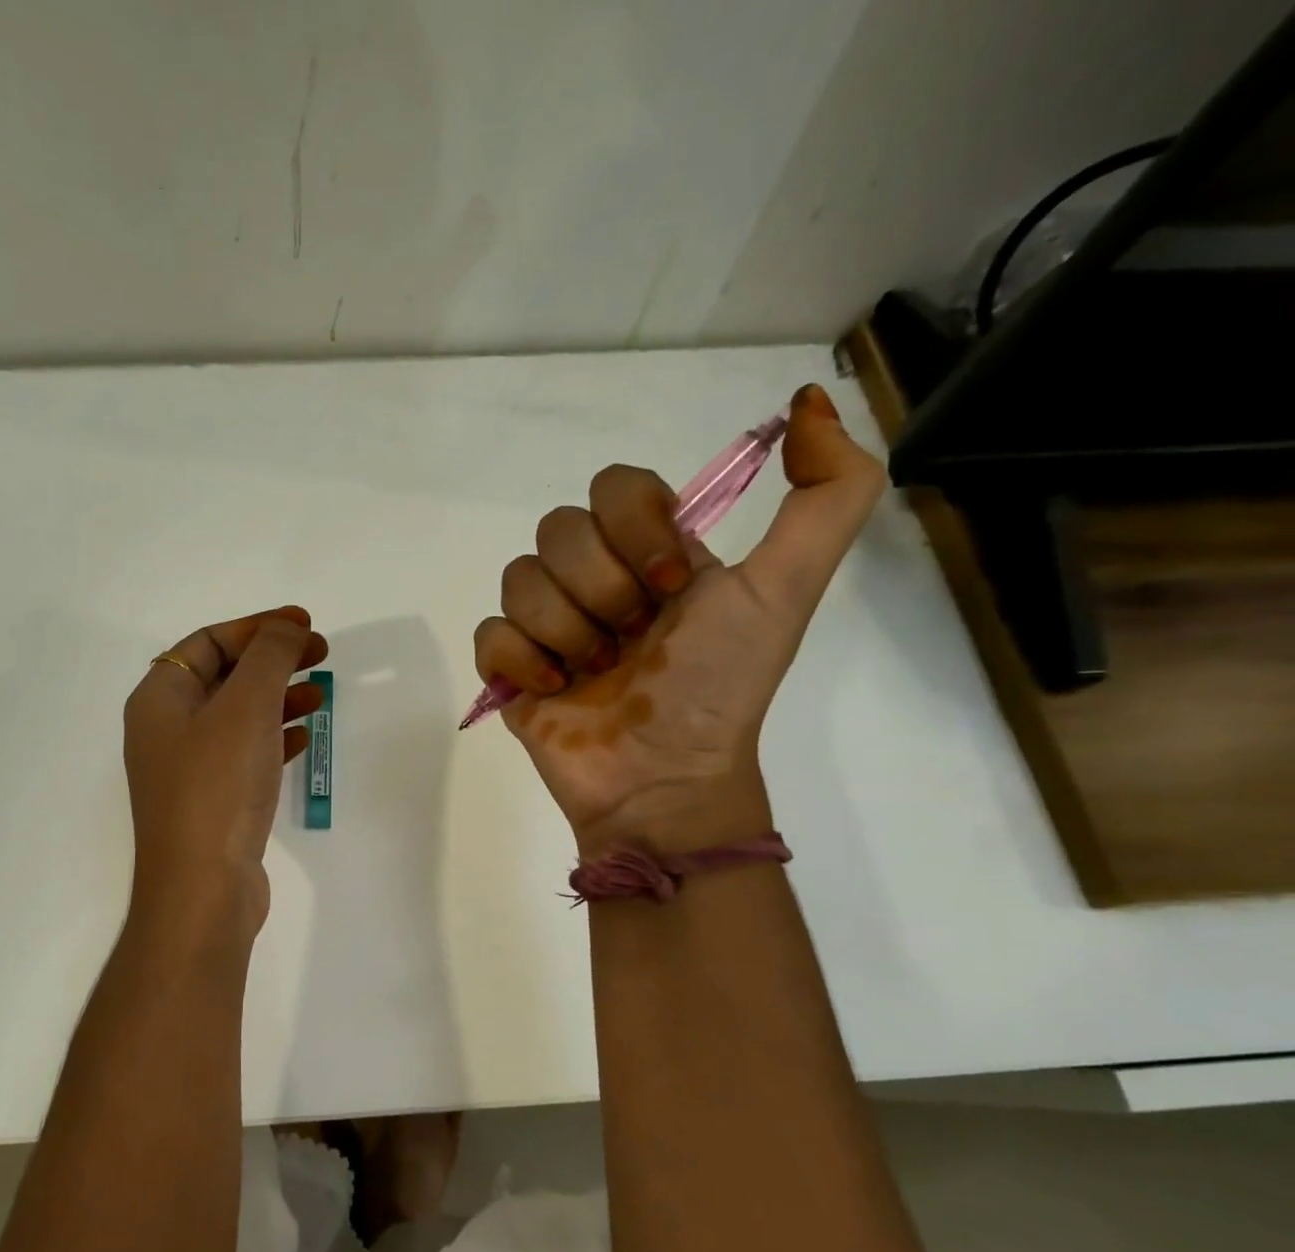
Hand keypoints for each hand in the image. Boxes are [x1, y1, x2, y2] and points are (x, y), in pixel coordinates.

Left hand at [123, 606, 327, 942]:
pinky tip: (304, 738)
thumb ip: (269, 657)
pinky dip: (274, 737)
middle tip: (320, 654)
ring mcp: (188, 769)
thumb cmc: (218, 786)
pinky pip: (245, 753)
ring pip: (237, 716)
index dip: (257, 627)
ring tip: (320, 694)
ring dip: (278, 698)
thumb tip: (285, 627)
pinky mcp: (212, 801)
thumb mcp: (246, 707)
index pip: (208, 642)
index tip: (305, 625)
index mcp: (160, 698)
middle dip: (272, 660)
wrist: (203, 888)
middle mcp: (167, 729)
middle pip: (224, 676)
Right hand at [473, 384, 886, 852]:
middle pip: (558, 528)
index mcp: (652, 553)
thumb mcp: (786, 589)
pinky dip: (522, 661)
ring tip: (594, 675)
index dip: (635, 529)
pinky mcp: (510, 667)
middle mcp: (596, 578)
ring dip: (566, 631)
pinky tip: (553, 690)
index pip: (614, 486)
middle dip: (601, 590)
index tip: (672, 587)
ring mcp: (548, 624)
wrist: (663, 781)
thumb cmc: (719, 687)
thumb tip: (809, 403)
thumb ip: (827, 496)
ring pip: (519, 578)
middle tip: (632, 641)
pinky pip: (490, 633)